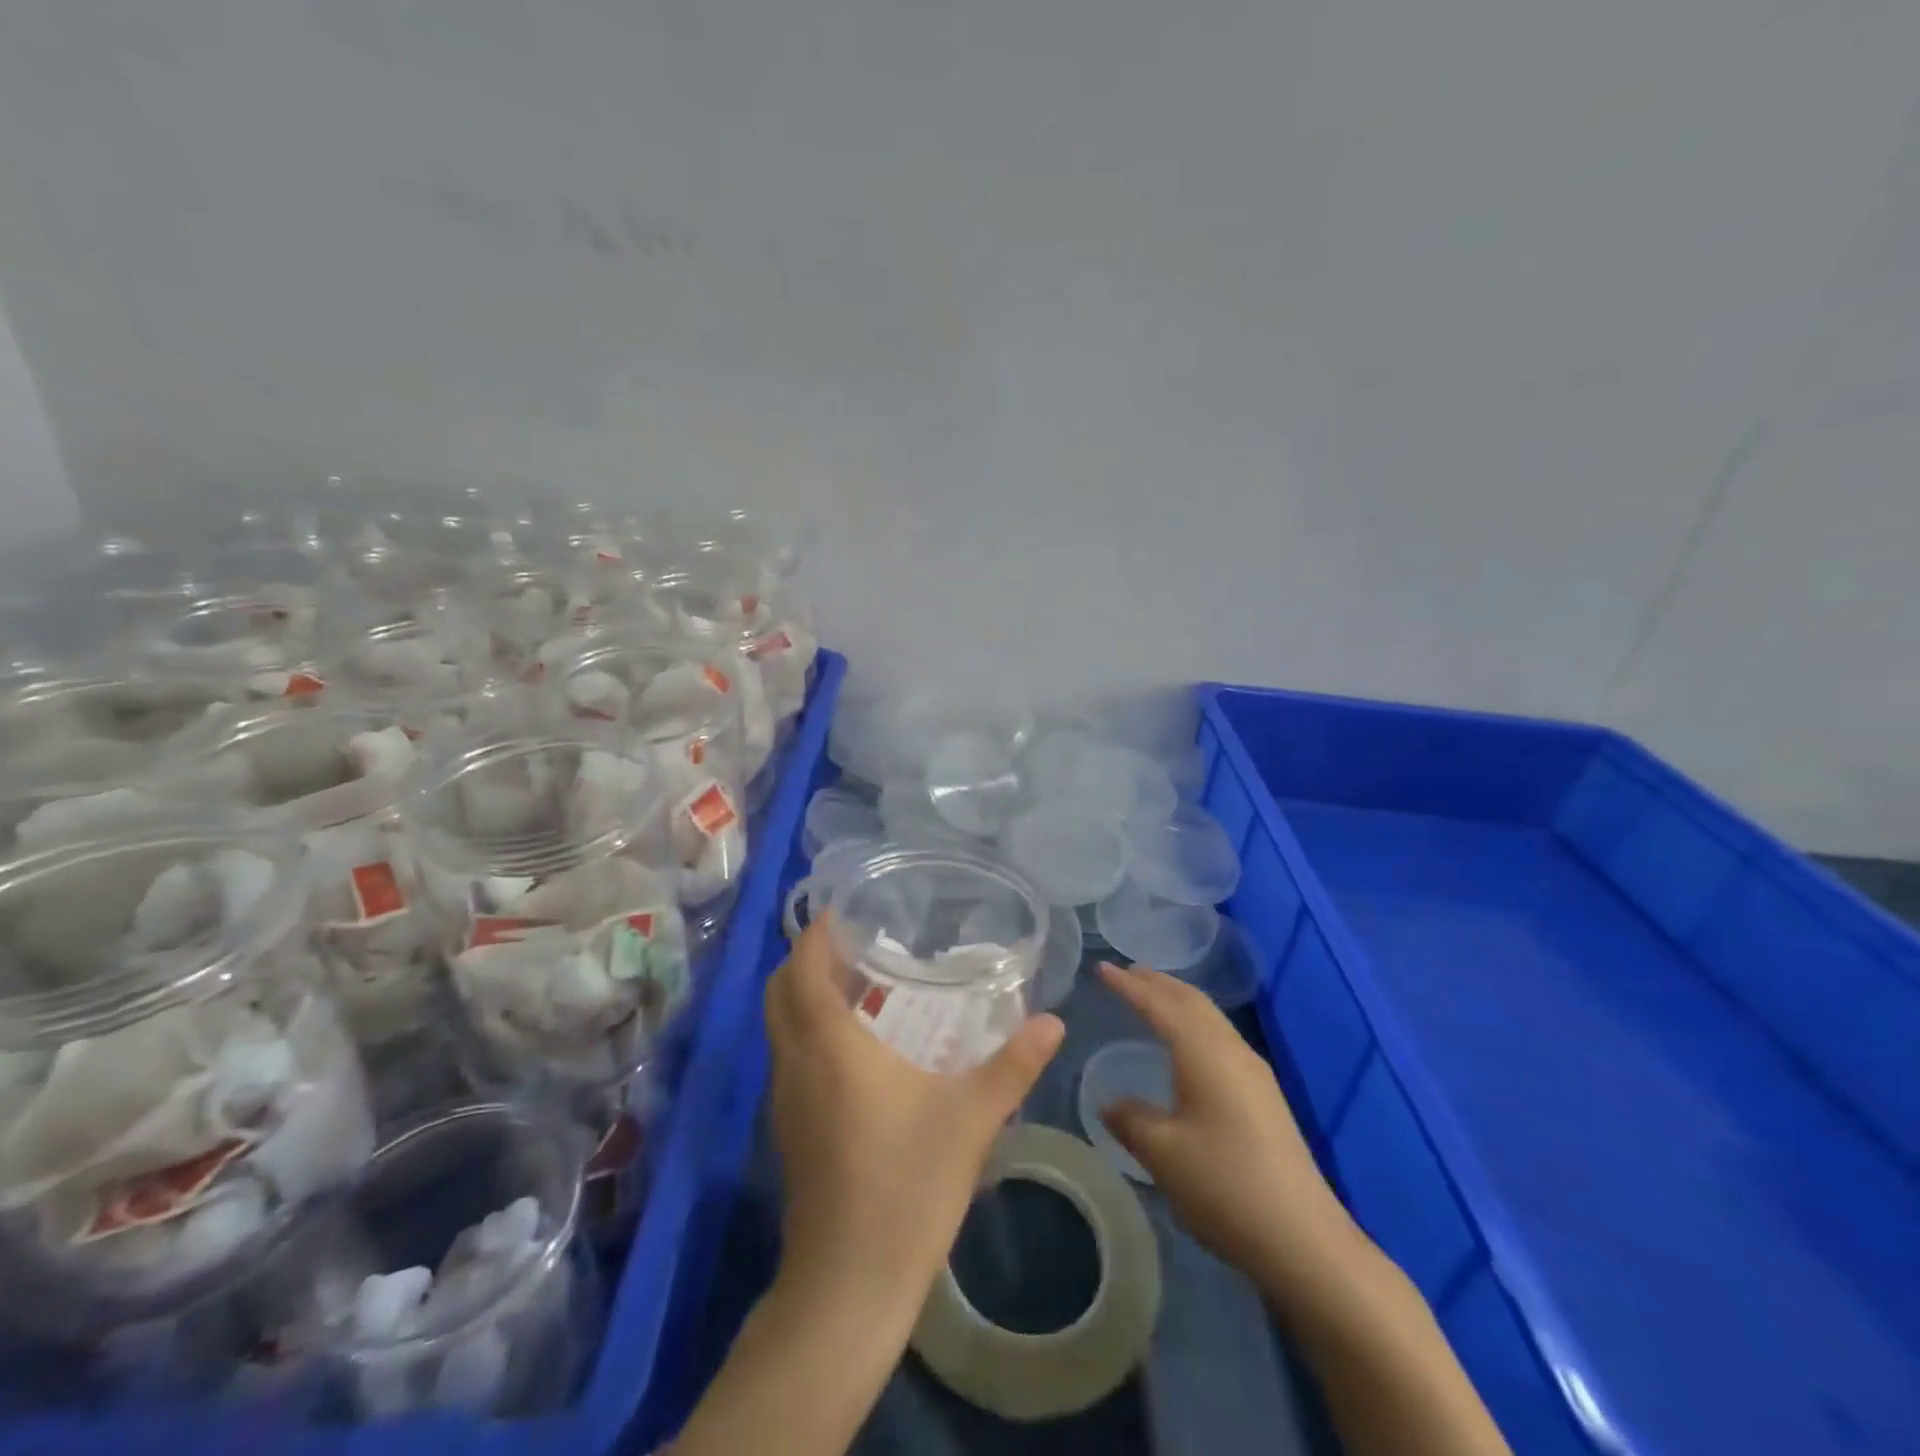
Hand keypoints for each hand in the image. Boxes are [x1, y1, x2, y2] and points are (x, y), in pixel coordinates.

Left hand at [765, 915, 1065, 1326]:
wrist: (848, 1286)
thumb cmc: (906, 1186)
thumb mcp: (971, 1119)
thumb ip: (1014, 1064)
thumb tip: (1054, 1021)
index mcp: (829, 1044)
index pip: (801, 966)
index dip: (815, 931)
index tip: (845, 910)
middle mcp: (795, 1061)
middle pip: (780, 989)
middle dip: (808, 957)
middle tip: (858, 943)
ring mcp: (785, 1097)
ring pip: (780, 1023)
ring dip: (807, 993)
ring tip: (862, 983)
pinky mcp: (789, 1127)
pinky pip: (789, 1054)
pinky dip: (810, 1028)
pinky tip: (860, 1045)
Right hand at [1095, 961, 1360, 1301]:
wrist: (1304, 1239)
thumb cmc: (1225, 1185)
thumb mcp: (1163, 1153)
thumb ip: (1131, 1120)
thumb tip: (1110, 1103)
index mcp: (1203, 1052)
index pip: (1159, 1004)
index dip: (1127, 985)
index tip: (1101, 968)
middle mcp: (1231, 1050)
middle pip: (1191, 1001)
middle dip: (1157, 983)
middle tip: (1126, 973)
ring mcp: (1253, 1072)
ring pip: (1210, 1017)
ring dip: (1178, 1001)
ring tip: (1151, 998)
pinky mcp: (1264, 1095)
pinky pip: (1220, 1037)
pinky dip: (1193, 1023)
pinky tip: (1185, 1045)